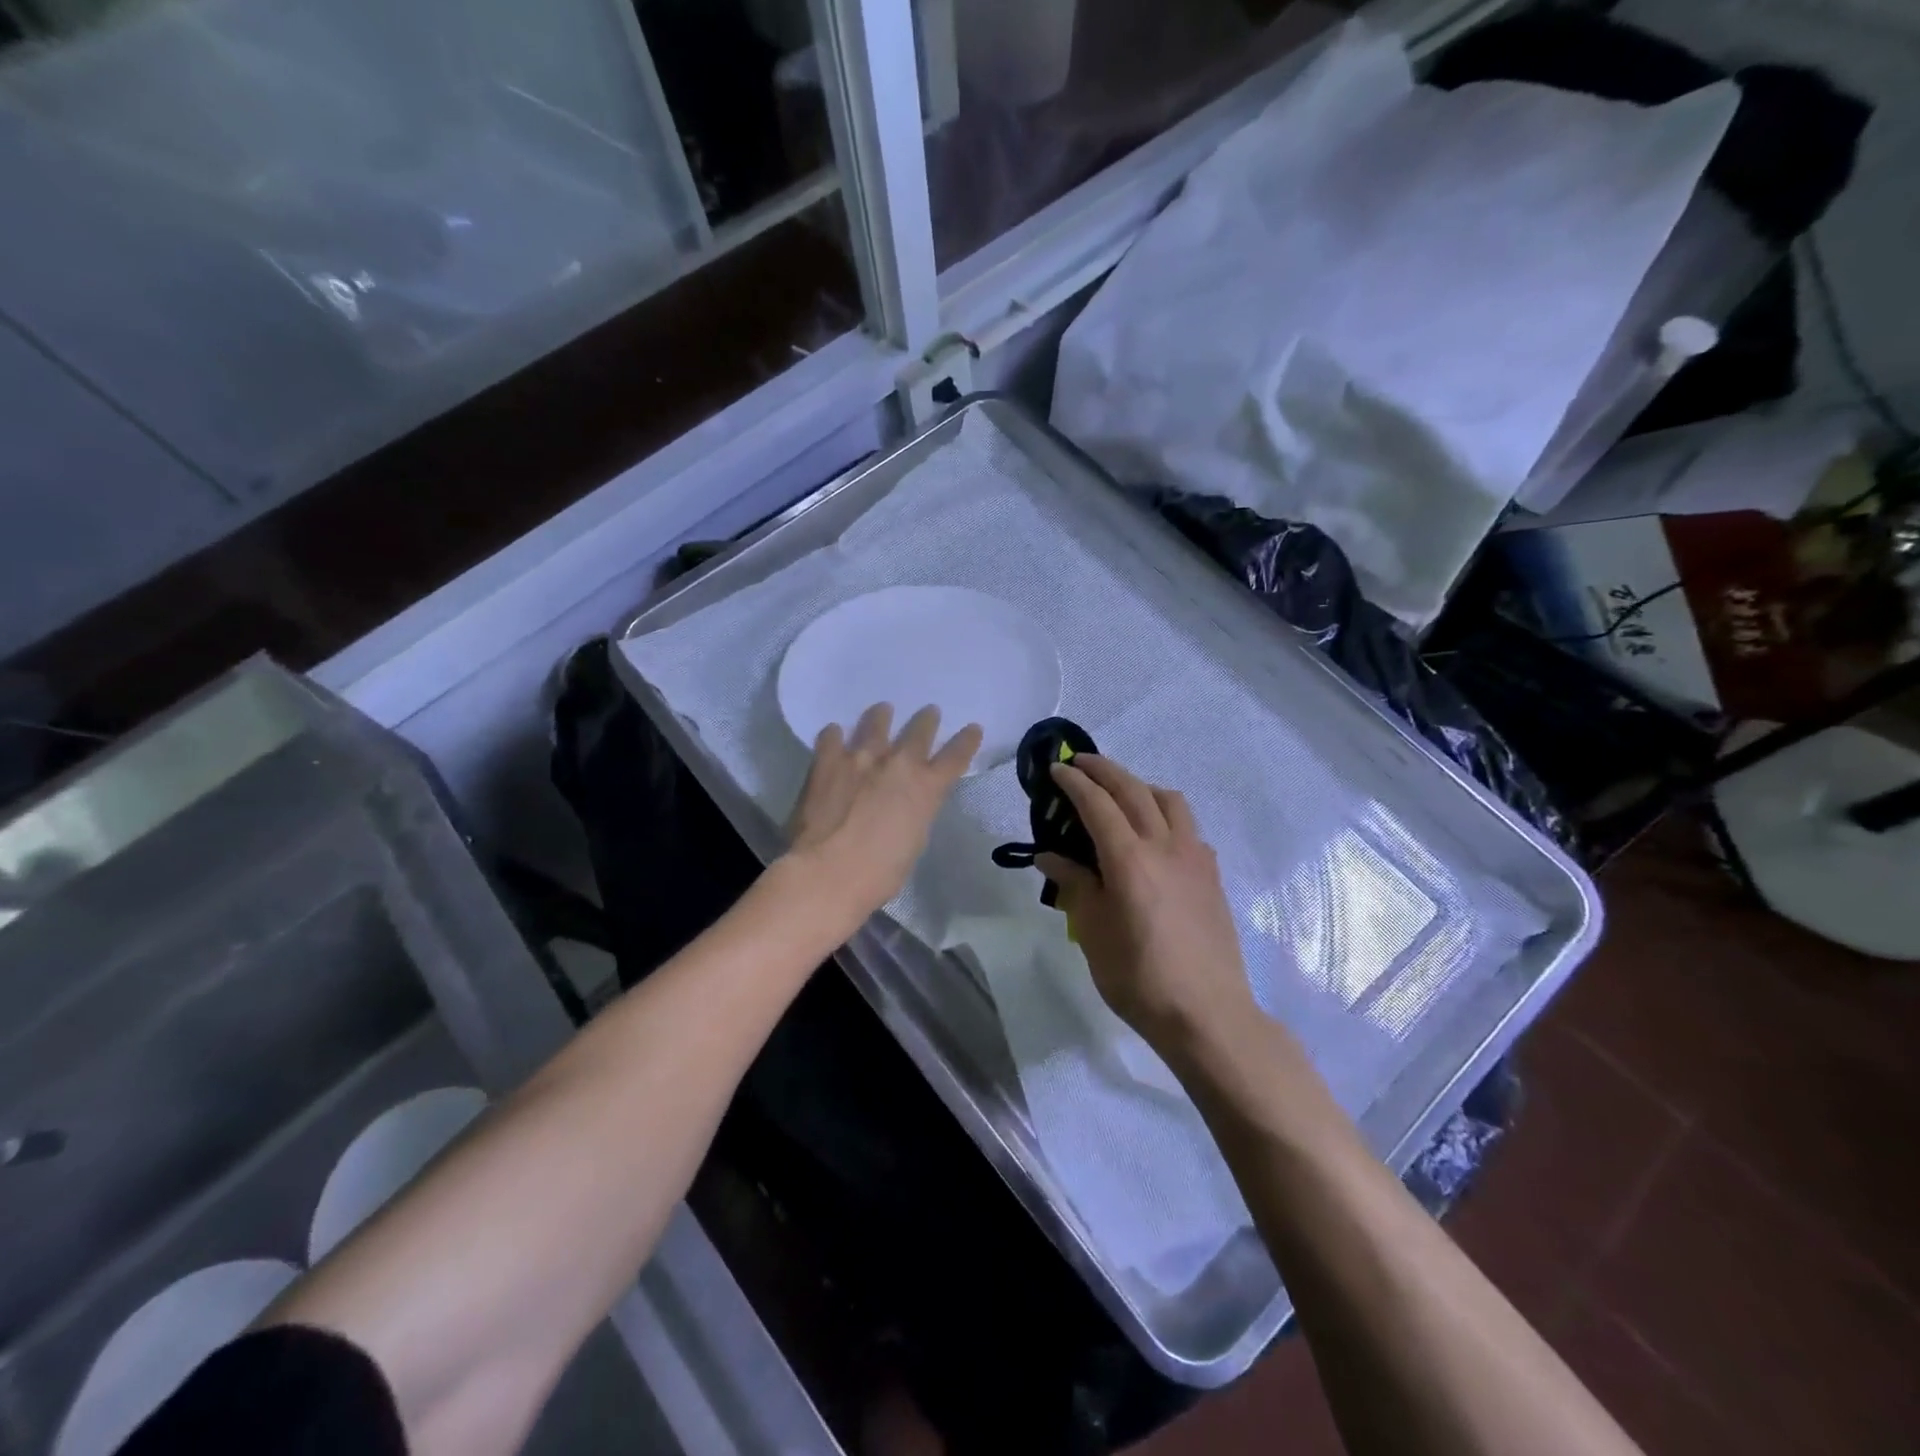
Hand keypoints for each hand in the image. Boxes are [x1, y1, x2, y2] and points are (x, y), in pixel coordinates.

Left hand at [784, 703, 982, 930]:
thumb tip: (906, 805)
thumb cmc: (878, 873)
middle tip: (929, 712)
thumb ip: (914, 814)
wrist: (827, 873)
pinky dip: (836, 735)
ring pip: (876, 723)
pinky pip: (832, 737)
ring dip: (881, 716)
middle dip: (926, 720)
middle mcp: (898, 764)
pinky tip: (834, 733)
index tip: (972, 729)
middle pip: (919, 731)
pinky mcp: (827, 761)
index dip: (967, 741)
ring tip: (883, 710)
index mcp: (927, 788)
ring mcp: (860, 758)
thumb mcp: (913, 843)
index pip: (956, 756)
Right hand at [1036, 755, 1255, 1051]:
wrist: (1207, 1014)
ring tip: (1120, 794)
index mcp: (1129, 859)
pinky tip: (1156, 837)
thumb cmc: (1139, 978)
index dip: (1074, 782)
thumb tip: (1049, 856)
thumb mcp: (1093, 933)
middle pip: (1133, 790)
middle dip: (1104, 770)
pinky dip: (1166, 814)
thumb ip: (1074, 885)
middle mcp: (1165, 845)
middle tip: (1080, 763)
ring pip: (1169, 800)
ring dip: (1140, 785)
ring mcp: (1195, 857)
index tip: (1056, 769)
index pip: (1097, 804)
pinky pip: (1189, 827)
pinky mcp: (1212, 874)